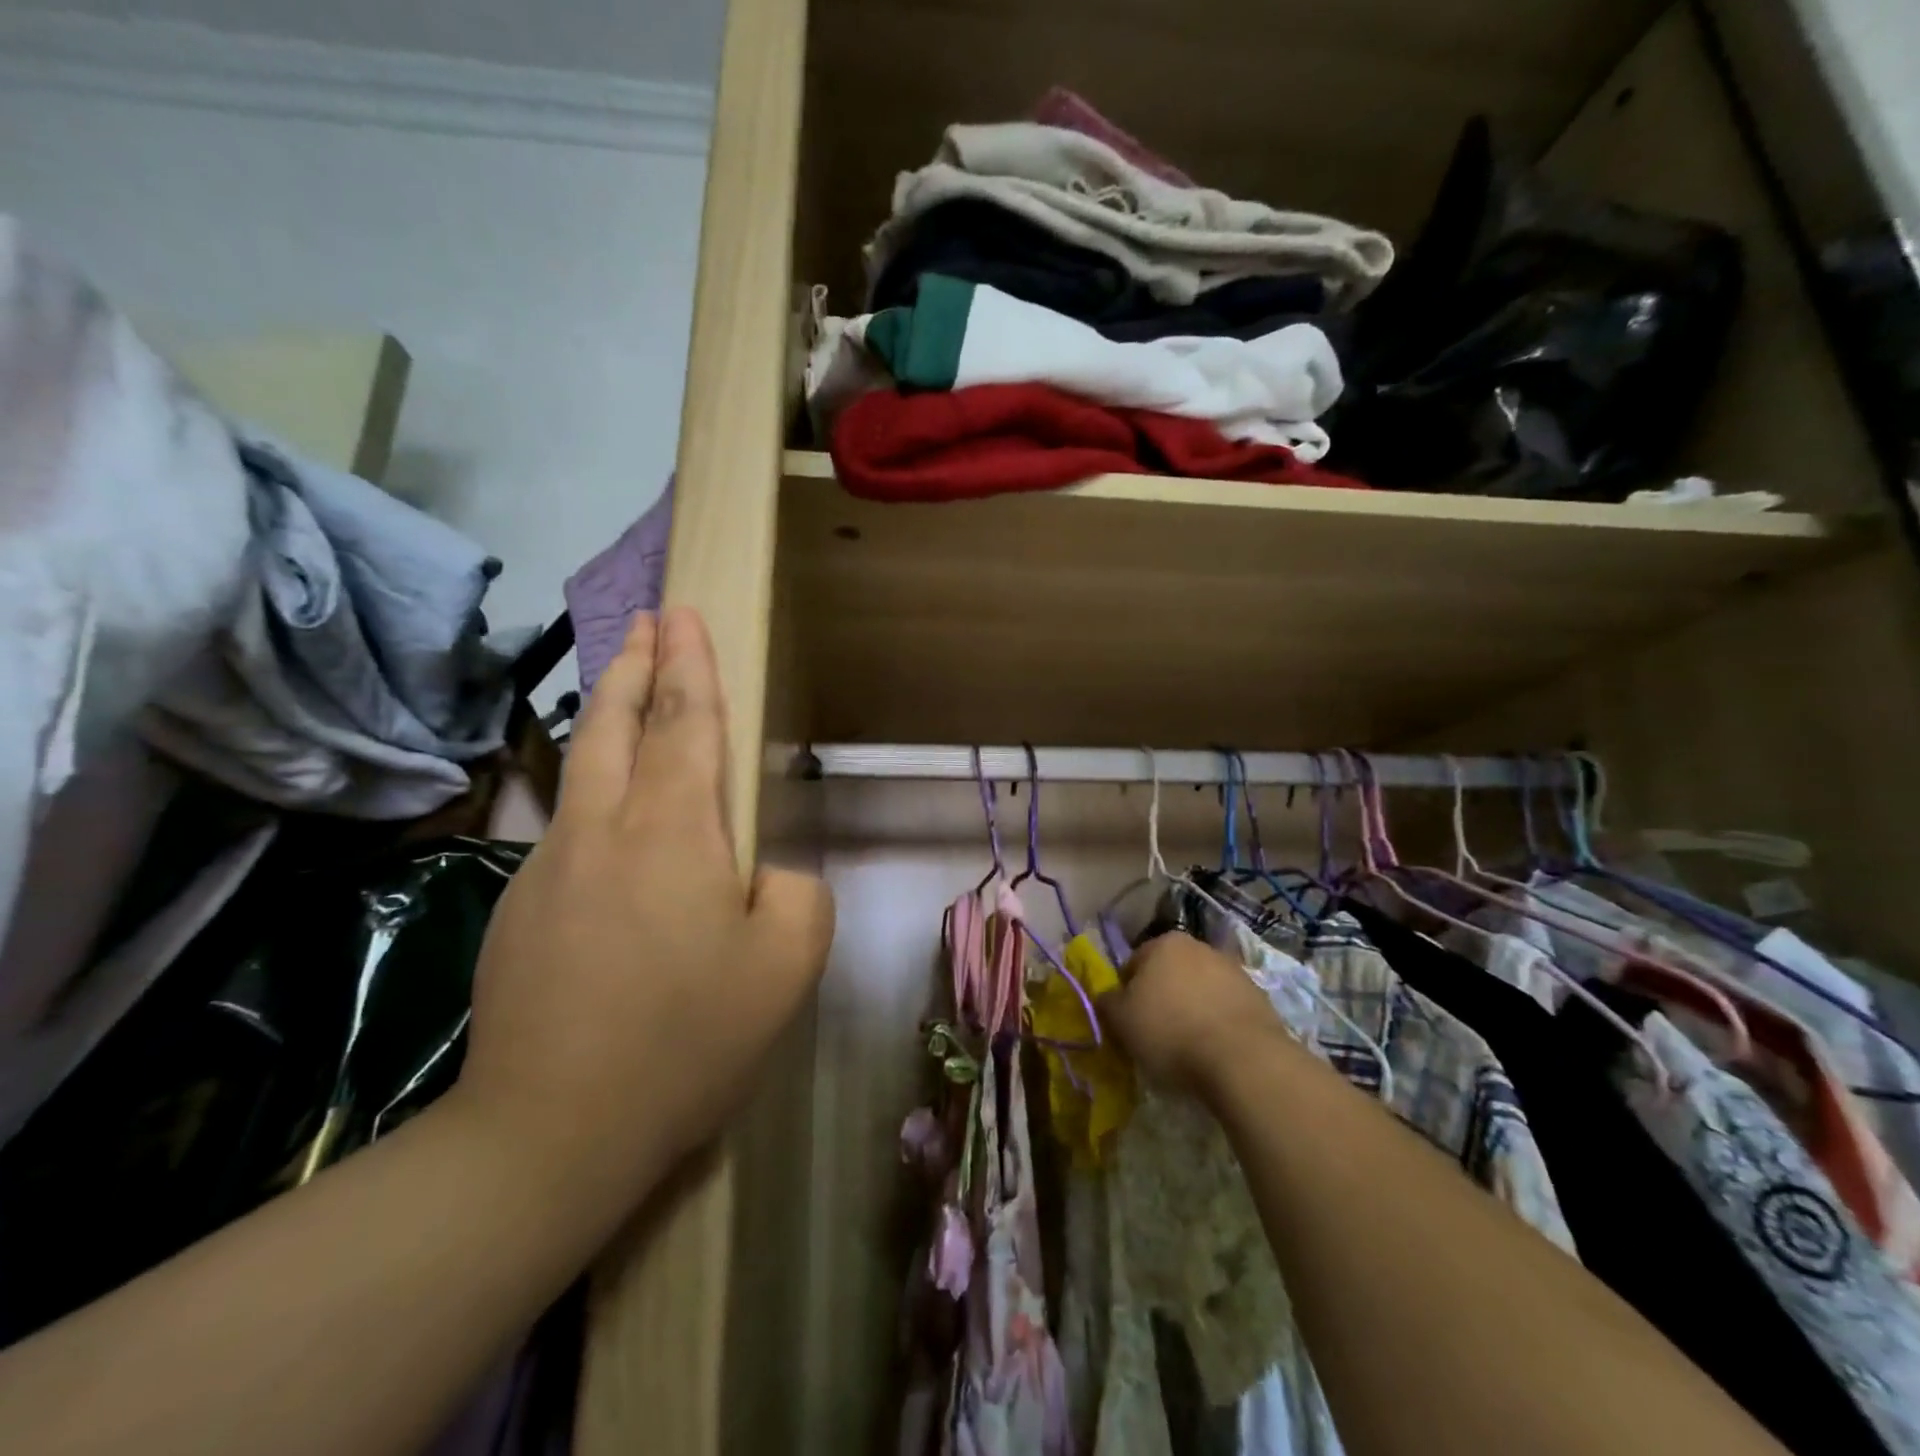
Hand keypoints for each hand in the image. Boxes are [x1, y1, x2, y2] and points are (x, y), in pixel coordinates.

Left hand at [453, 607, 834, 1220]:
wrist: (550, 1131)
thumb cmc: (687, 1038)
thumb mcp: (787, 964)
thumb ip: (795, 894)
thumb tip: (759, 876)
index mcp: (673, 832)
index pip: (685, 721)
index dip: (689, 662)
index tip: (682, 612)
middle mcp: (603, 830)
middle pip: (614, 722)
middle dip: (634, 664)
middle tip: (645, 622)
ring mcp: (549, 868)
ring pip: (583, 770)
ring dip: (608, 718)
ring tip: (626, 693)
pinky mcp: (519, 911)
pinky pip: (570, 831)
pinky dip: (595, 797)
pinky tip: (614, 831)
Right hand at [1098, 932, 1288, 1100]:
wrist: (1244, 1060)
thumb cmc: (1171, 1033)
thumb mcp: (1121, 1021)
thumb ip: (1106, 1002)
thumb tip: (1107, 997)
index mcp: (1164, 943)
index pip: (1133, 964)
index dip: (1126, 994)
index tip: (1128, 1023)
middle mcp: (1199, 946)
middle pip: (1169, 973)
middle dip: (1161, 998)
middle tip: (1156, 1034)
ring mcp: (1234, 971)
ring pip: (1200, 990)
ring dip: (1191, 1010)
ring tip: (1188, 1047)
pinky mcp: (1260, 998)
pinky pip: (1226, 1009)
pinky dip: (1218, 1024)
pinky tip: (1214, 1051)